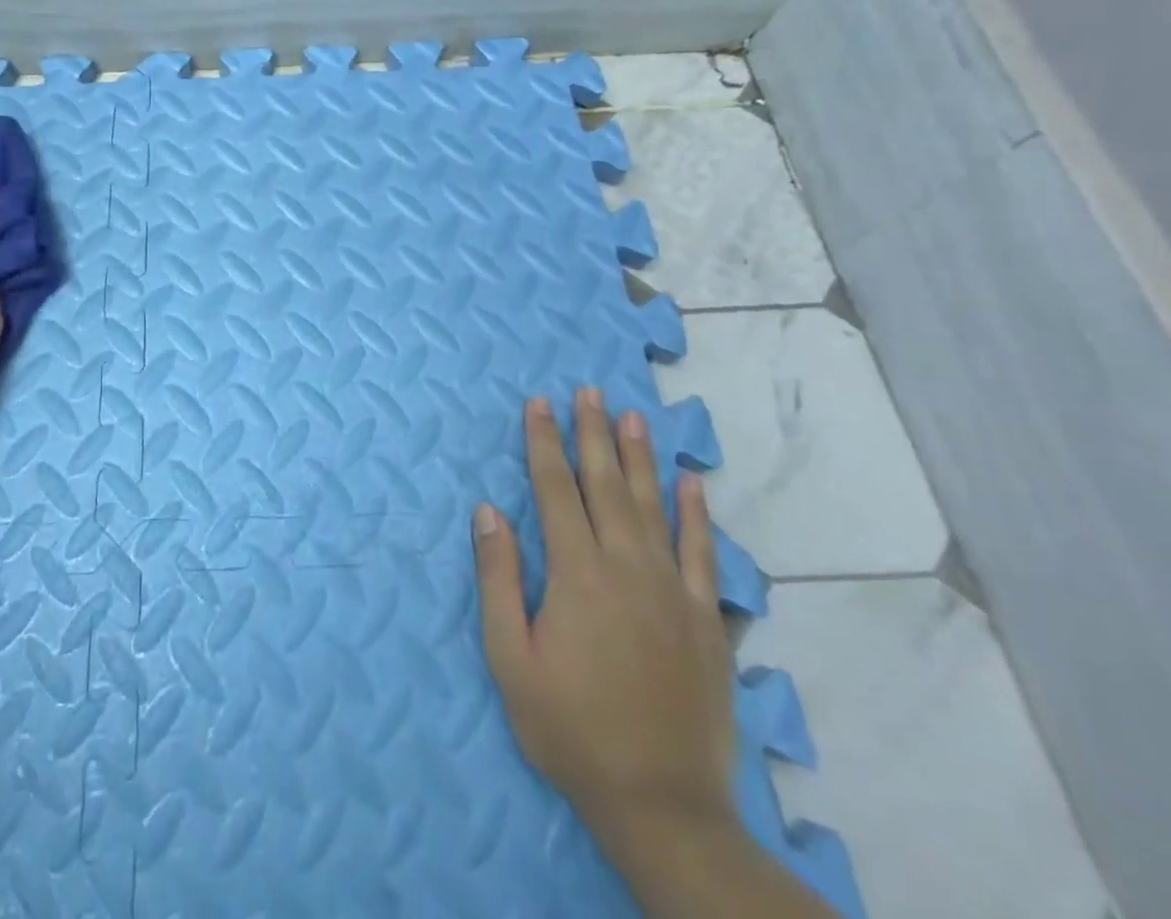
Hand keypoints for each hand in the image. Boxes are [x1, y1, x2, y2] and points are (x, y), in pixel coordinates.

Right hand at [473, 389, 735, 856]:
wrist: (663, 804)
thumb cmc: (570, 728)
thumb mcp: (510, 657)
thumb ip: (498, 579)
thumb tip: (488, 511)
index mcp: (576, 573)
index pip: (554, 489)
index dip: (544, 442)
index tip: (539, 403)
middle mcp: (627, 567)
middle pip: (606, 485)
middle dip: (593, 433)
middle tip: (589, 390)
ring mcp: (673, 591)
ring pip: (654, 507)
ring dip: (641, 458)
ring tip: (634, 416)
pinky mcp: (706, 620)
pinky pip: (703, 554)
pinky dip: (697, 514)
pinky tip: (693, 484)